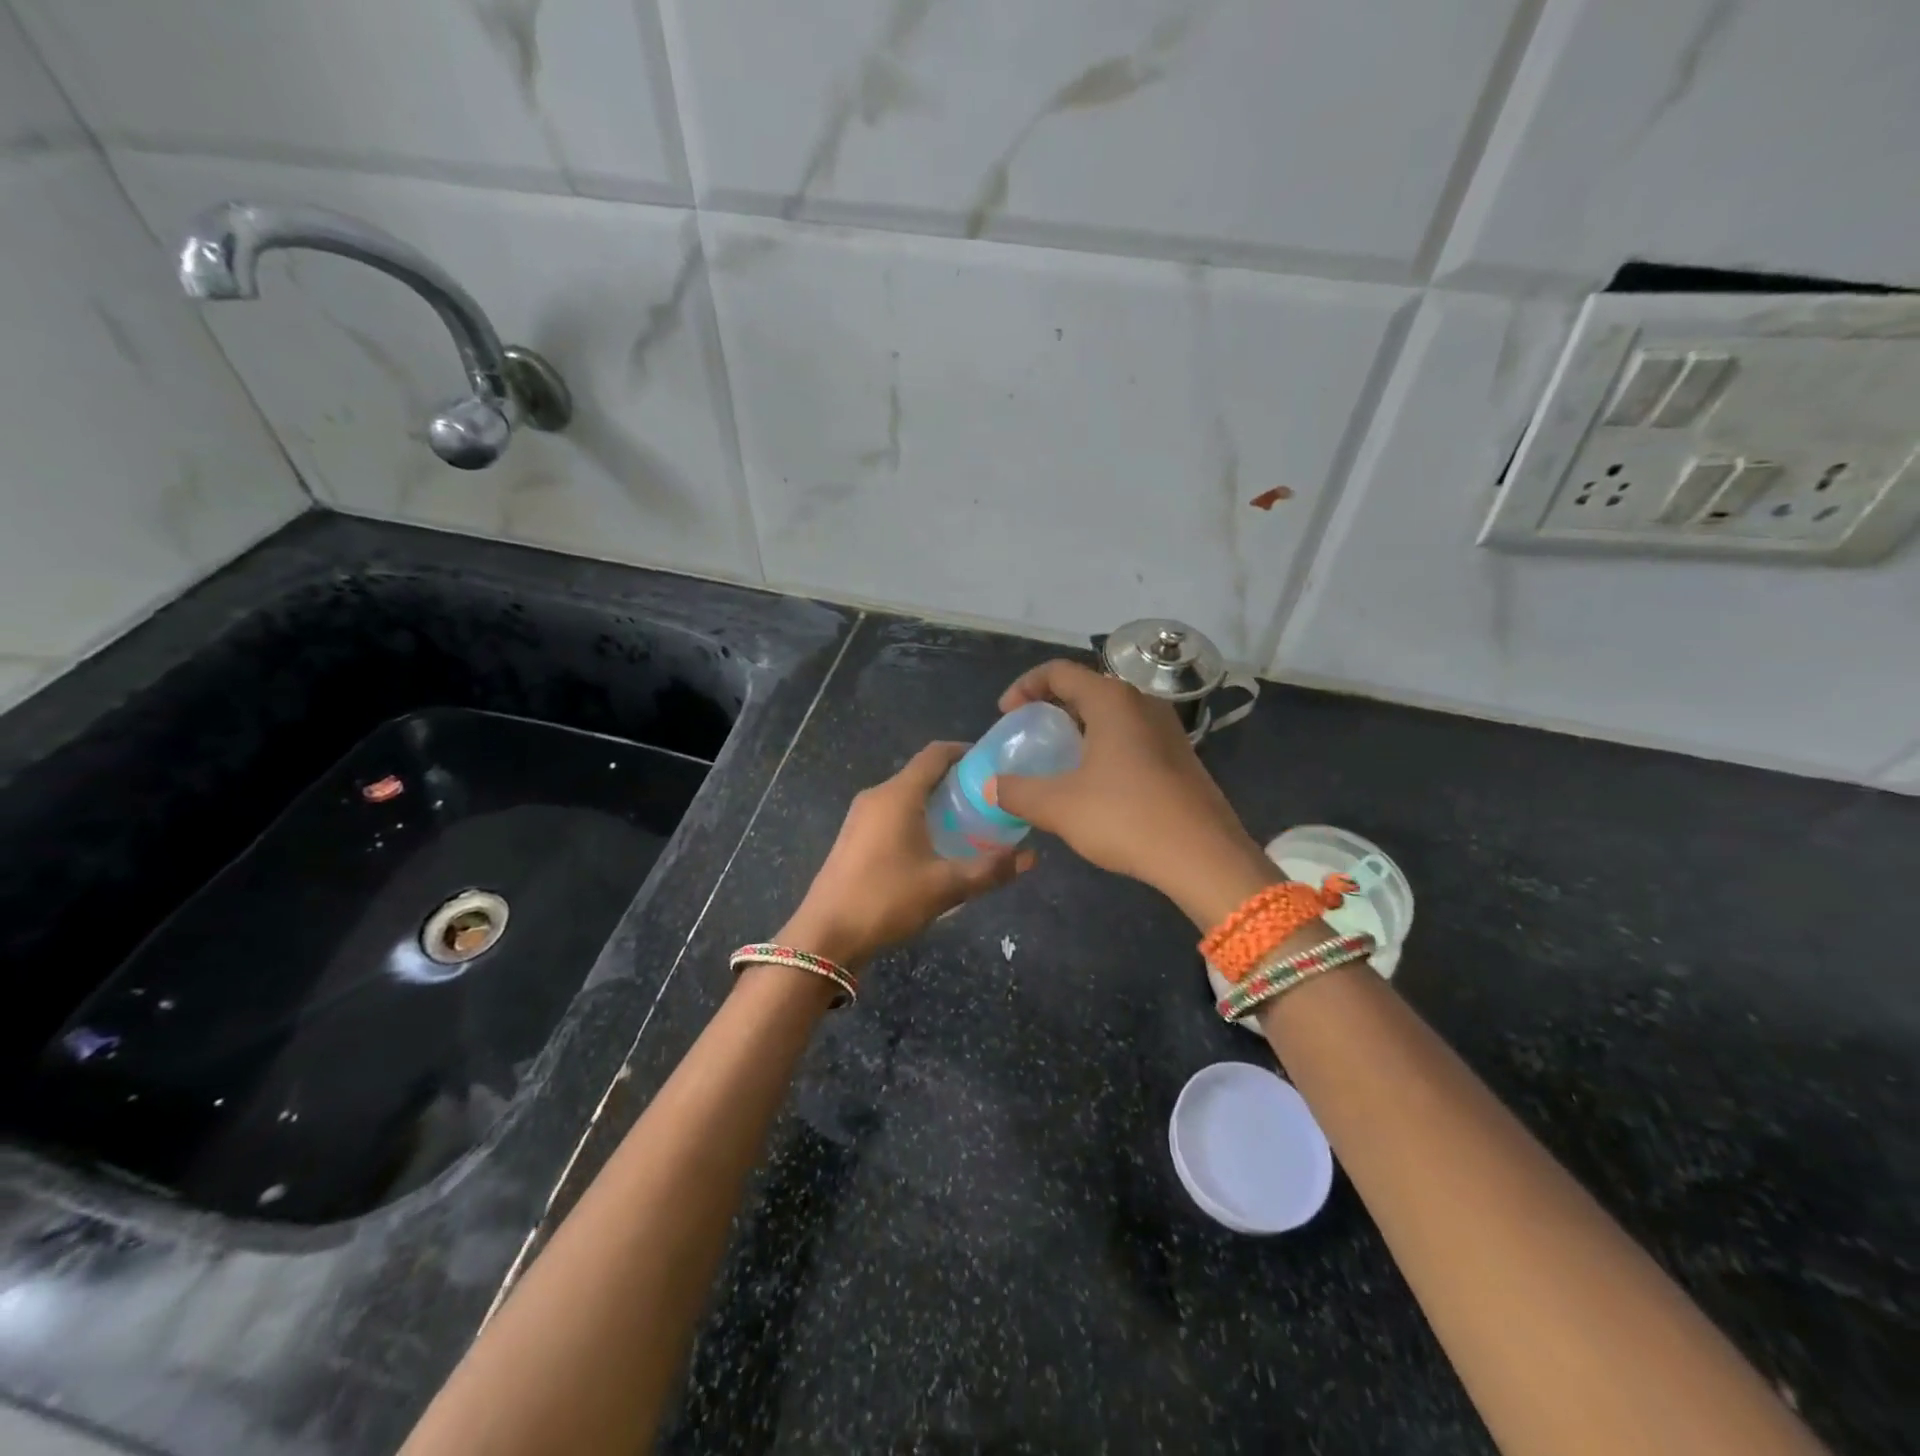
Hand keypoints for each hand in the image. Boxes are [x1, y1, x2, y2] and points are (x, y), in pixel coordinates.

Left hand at [778, 742, 1033, 968]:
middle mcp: (877, 796)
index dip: (965, 752)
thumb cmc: (885, 900)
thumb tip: (1031, 857)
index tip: (993, 763)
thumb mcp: (945, 887)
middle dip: (957, 781)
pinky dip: (918, 818)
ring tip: (970, 823)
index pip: (935, 754)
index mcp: (897, 795)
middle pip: (922, 774)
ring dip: (937, 802)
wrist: (824, 937)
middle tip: (991, 799)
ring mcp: (860, 817)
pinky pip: (892, 814)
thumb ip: (990, 870)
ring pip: (906, 795)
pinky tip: (936, 846)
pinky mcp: (853, 838)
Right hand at [991, 660, 1276, 928]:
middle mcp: (1142, 702)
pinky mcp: (1180, 755)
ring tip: (1058, 759)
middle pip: (1087, 688)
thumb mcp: (1059, 806)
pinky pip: (1132, 736)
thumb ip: (1017, 792)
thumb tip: (990, 787)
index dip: (1024, 687)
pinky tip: (1095, 783)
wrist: (1204, 856)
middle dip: (1051, 707)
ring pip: (1112, 713)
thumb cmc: (1126, 817)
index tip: (1006, 715)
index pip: (1058, 672)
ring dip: (1079, 728)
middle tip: (1029, 734)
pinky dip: (1104, 745)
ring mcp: (1167, 728)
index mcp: (1111, 700)